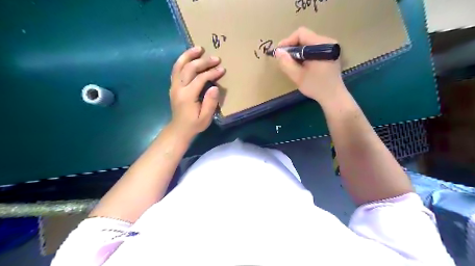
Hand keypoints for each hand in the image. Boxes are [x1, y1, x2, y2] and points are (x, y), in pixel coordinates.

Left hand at [168, 47, 224, 139]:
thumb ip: (210, 103)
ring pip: (179, 65)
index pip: (200, 79)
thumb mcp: (205, 118)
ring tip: (199, 48)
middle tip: (215, 58)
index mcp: (187, 96)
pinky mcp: (173, 86)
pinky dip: (182, 61)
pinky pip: (176, 69)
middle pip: (189, 68)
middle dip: (203, 61)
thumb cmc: (194, 124)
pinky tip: (189, 57)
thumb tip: (215, 88)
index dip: (212, 73)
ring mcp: (174, 86)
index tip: (222, 69)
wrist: (179, 129)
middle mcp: (178, 88)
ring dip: (188, 55)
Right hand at [277, 27, 347, 104]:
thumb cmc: (316, 87)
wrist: (333, 96)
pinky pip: (313, 48)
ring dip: (298, 51)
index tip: (280, 53)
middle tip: (284, 59)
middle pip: (305, 37)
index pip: (301, 33)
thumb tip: (277, 51)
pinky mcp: (330, 53)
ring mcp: (330, 47)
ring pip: (308, 43)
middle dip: (292, 47)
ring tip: (292, 63)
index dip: (288, 41)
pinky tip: (301, 64)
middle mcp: (328, 41)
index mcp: (321, 45)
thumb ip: (286, 63)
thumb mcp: (298, 76)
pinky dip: (305, 54)